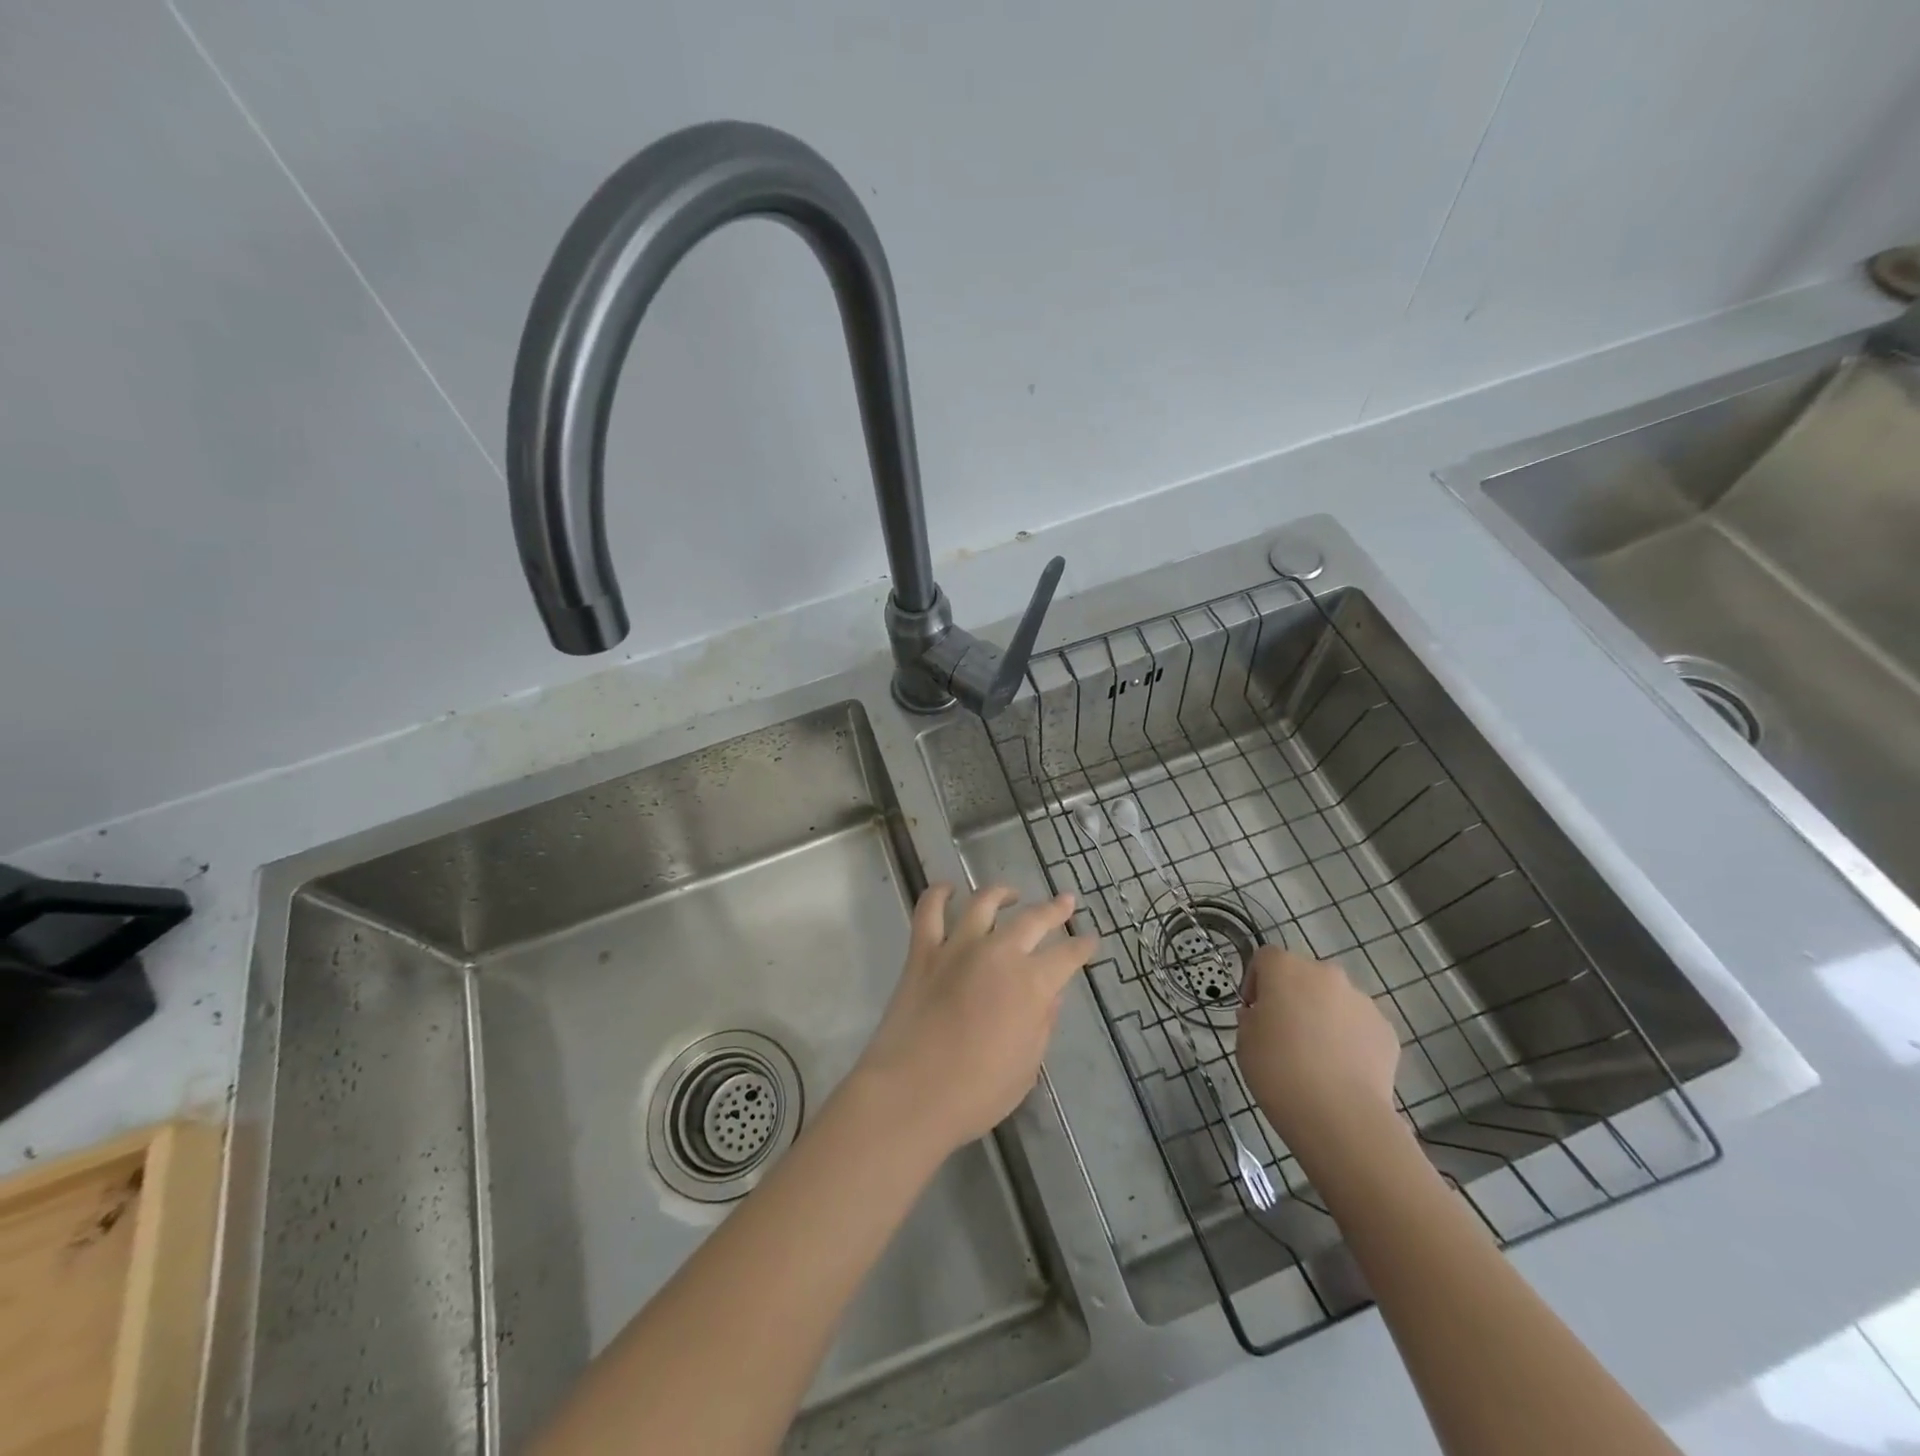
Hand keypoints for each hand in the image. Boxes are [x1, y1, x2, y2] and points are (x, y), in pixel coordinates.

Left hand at [853, 884, 1098, 1155]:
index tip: (1090, 939)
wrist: (912, 1093)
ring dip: (1001, 893)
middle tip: (1066, 902)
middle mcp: (999, 953)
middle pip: (1033, 919)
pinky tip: (947, 889)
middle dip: (1055, 909)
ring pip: (984, 903)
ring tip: (1010, 893)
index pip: (1067, 955)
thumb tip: (1051, 995)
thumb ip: (1042, 1024)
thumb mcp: (1027, 1066)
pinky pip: (929, 911)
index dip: (1082, 947)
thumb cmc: (978, 1092)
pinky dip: (938, 894)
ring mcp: (958, 947)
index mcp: (1032, 984)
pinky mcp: (922, 951)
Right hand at [1236, 946, 1400, 1155]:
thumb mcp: (1244, 1041)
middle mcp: (1326, 974)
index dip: (1256, 981)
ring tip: (1318, 1057)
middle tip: (1285, 1033)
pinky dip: (1350, 1039)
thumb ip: (1252, 1019)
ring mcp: (1361, 1001)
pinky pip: (1360, 1026)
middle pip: (1304, 976)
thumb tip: (1264, 1016)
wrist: (1340, 1114)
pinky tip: (1343, 1071)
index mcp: (1285, 968)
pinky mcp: (1386, 1030)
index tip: (1254, 1011)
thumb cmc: (1278, 1070)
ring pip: (1335, 1000)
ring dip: (1324, 1016)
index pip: (1265, 958)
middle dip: (1294, 997)